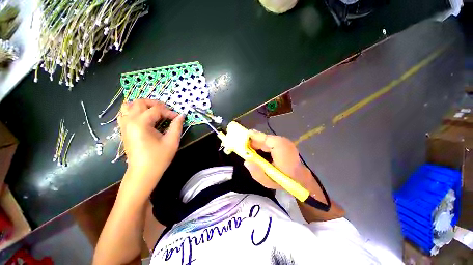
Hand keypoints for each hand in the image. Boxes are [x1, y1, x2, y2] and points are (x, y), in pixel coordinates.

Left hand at [118, 99, 183, 192]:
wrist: (143, 173)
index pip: (156, 109)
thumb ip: (177, 126)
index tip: (177, 118)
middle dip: (155, 104)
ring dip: (142, 105)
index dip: (169, 112)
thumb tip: (181, 115)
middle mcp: (129, 121)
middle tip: (166, 111)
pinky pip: (124, 114)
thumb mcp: (172, 141)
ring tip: (154, 112)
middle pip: (140, 102)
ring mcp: (124, 125)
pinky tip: (144, 117)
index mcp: (141, 123)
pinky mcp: (124, 130)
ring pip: (128, 106)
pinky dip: (134, 111)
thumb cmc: (158, 158)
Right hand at [244, 130, 312, 189]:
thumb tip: (246, 161)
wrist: (301, 181)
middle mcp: (283, 141)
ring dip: (258, 142)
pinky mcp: (286, 144)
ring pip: (267, 139)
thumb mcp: (268, 181)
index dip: (252, 138)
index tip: (243, 138)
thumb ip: (256, 172)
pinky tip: (259, 150)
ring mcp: (285, 142)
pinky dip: (264, 144)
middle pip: (264, 138)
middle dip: (254, 140)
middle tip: (244, 145)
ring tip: (250, 147)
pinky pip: (271, 142)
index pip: (263, 138)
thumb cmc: (284, 181)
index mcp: (279, 148)